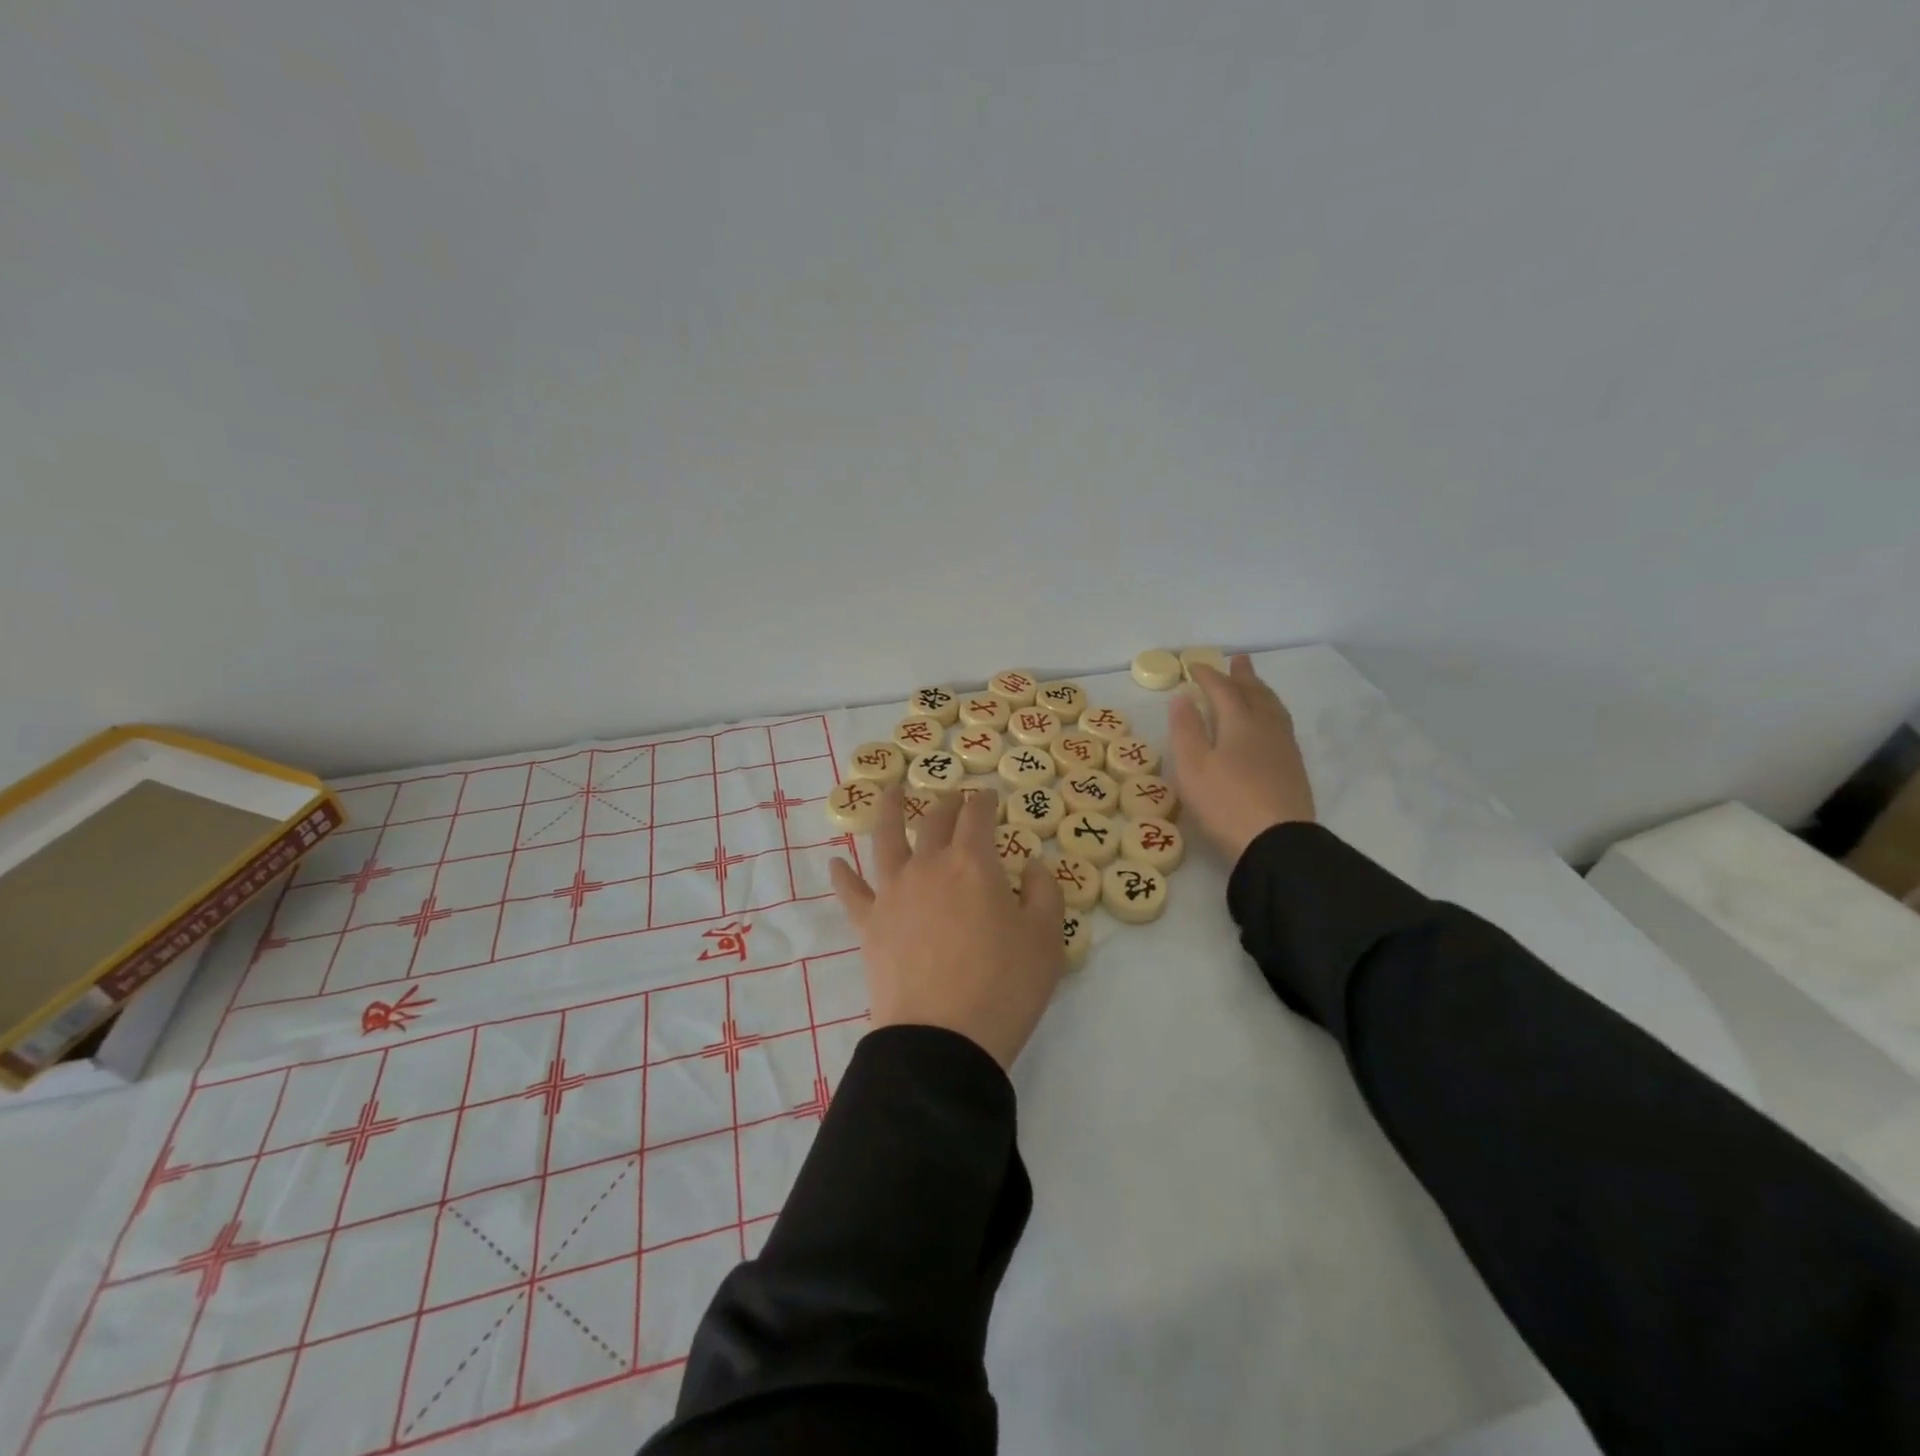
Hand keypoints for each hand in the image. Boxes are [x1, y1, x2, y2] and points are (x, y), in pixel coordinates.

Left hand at [830, 785, 1066, 1070]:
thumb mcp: (1047, 938)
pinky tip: (836, 863)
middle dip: (947, 804)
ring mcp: (893, 893)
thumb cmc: (1004, 986)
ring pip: (885, 839)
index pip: (977, 816)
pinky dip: (842, 875)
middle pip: (934, 821)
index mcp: (973, 863)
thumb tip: (1031, 865)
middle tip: (954, 799)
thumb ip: (1044, 892)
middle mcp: (928, 866)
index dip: (984, 801)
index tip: (989, 795)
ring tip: (889, 792)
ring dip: (888, 810)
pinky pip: (851, 892)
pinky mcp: (869, 924)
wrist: (943, 1038)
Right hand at [1168, 654, 1316, 861]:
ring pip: (1273, 708)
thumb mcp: (1193, 767)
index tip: (1195, 666)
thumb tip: (1183, 697)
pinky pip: (1281, 725)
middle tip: (1239, 659)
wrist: (1277, 842)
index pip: (1223, 690)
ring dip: (1261, 692)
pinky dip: (1270, 711)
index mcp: (1239, 723)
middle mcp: (1266, 728)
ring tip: (1255, 685)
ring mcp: (1284, 748)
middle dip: (1243, 676)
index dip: (1208, 676)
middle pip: (1255, 694)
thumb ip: (1186, 729)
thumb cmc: (1225, 803)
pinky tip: (1268, 723)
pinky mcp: (1293, 768)